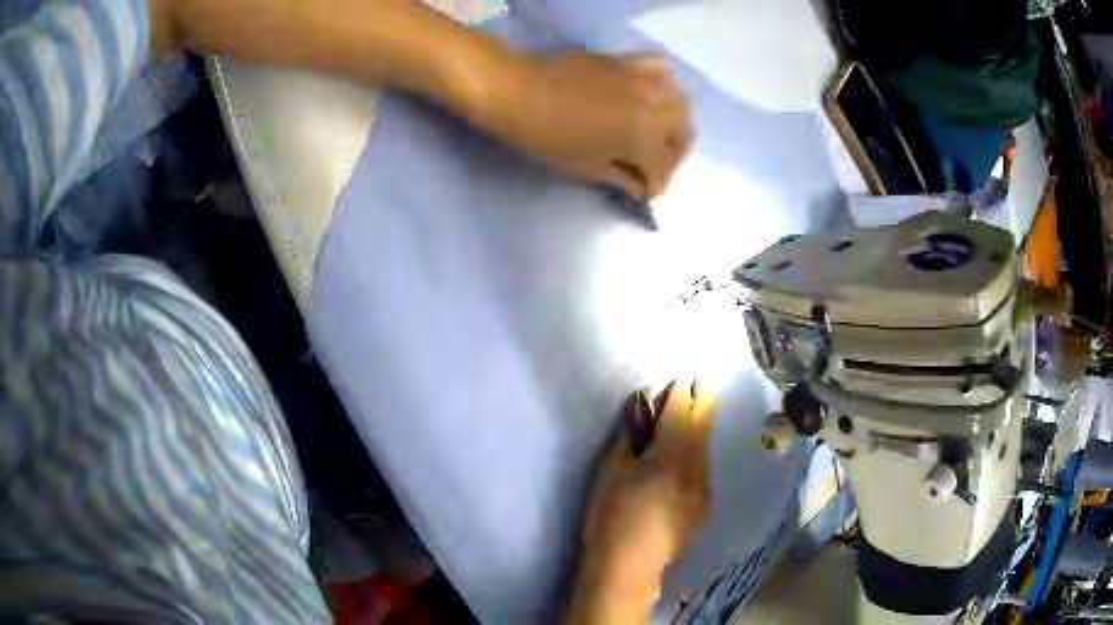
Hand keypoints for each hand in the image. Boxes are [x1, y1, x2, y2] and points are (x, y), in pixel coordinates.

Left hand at [486, 52, 693, 200]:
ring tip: (657, 133)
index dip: (654, 186)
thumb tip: (642, 186)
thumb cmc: (547, 137)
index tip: (643, 192)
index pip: (663, 170)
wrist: (517, 91)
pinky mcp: (628, 61)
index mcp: (646, 137)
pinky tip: (652, 93)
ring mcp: (644, 79)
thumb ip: (622, 178)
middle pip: (682, 135)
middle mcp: (656, 106)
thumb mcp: (586, 168)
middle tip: (651, 167)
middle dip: (672, 157)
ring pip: (680, 103)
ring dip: (674, 124)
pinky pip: (660, 69)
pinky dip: (664, 84)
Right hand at [567, 380, 714, 624]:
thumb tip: (640, 409)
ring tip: (699, 411)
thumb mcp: (610, 472)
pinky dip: (697, 453)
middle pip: (701, 428)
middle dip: (704, 403)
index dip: (680, 396)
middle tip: (706, 382)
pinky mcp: (703, 506)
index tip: (682, 380)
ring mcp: (703, 489)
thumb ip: (629, 437)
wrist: (628, 568)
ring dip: (701, 428)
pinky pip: (702, 469)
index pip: (679, 416)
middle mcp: (695, 469)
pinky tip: (688, 455)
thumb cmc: (609, 517)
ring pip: (704, 449)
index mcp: (670, 457)